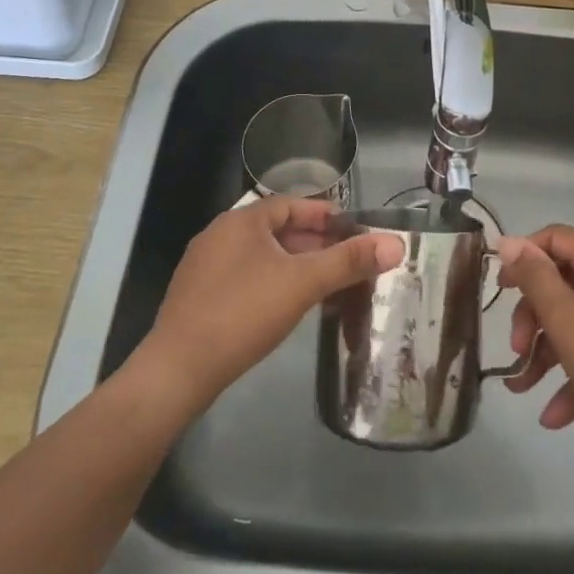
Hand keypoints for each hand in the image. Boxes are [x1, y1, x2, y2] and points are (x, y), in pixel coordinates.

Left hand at [137, 197, 402, 411]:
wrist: (177, 370)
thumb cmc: (243, 313)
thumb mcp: (303, 283)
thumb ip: (349, 261)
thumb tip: (396, 243)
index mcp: (241, 220)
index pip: (290, 204)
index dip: (323, 214)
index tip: (352, 229)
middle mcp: (219, 234)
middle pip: (275, 230)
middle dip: (312, 243)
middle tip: (345, 260)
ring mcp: (203, 266)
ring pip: (260, 256)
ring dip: (292, 264)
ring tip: (323, 284)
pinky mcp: (197, 297)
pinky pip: (243, 277)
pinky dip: (270, 282)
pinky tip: (285, 306)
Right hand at [498, 224, 573, 462]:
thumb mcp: (561, 314)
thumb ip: (533, 276)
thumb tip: (510, 242)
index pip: (556, 237)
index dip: (525, 254)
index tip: (501, 283)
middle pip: (559, 284)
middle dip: (531, 316)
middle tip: (515, 346)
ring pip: (570, 324)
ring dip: (542, 353)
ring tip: (521, 386)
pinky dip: (568, 379)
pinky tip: (551, 416)